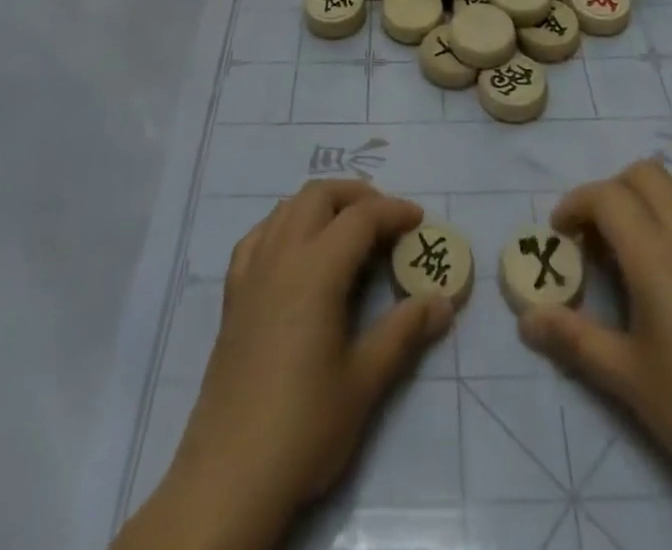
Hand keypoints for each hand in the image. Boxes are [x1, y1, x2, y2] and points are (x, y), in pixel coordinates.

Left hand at [148, 181, 453, 549]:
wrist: (229, 476)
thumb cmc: (304, 426)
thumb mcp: (364, 381)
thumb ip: (404, 332)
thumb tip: (442, 302)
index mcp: (316, 269)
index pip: (360, 217)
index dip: (393, 211)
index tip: (418, 220)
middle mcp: (281, 256)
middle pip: (319, 195)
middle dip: (356, 195)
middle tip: (385, 220)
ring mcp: (251, 272)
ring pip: (286, 208)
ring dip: (320, 205)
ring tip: (347, 231)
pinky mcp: (233, 295)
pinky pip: (258, 236)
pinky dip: (284, 226)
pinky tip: (295, 251)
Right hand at [518, 161, 671, 516]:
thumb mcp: (629, 379)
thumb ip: (574, 340)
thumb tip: (526, 319)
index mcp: (655, 254)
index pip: (606, 195)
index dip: (575, 204)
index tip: (560, 235)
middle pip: (643, 173)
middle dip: (610, 191)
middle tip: (596, 236)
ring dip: (648, 196)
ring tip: (637, 243)